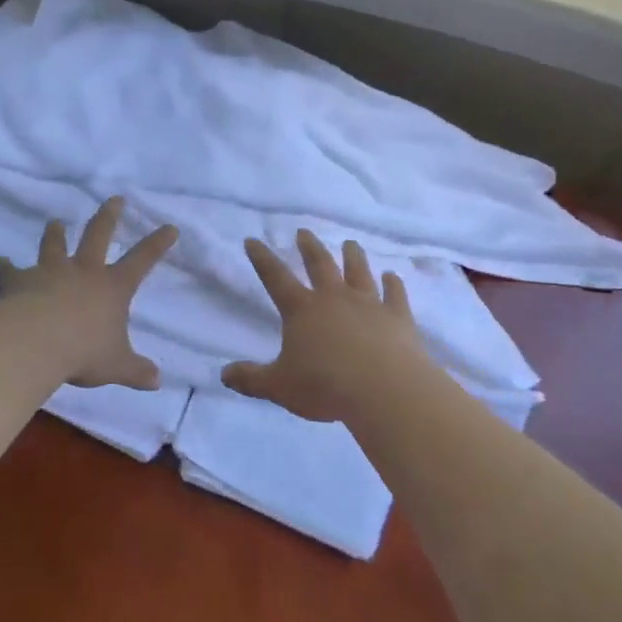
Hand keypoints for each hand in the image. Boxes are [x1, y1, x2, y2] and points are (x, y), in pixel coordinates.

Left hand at [0, 197, 177, 389]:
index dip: (158, 243)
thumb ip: (136, 370)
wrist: (34, 343)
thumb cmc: (83, 352)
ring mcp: (49, 272)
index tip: (170, 227)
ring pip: (54, 245)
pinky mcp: (18, 281)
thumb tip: (157, 381)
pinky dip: (5, 266)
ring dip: (55, 233)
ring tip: (55, 222)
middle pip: (98, 234)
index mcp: (112, 287)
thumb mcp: (116, 366)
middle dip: (108, 215)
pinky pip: (10, 270)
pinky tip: (0, 262)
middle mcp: (83, 271)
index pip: (142, 260)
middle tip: (114, 199)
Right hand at [222, 230, 431, 423]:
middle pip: (320, 265)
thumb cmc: (326, 386)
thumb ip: (252, 379)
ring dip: (353, 256)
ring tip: (350, 243)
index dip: (262, 258)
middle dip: (309, 247)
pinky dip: (393, 284)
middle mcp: (334, 298)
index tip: (252, 240)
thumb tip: (223, 374)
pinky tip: (393, 276)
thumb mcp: (279, 386)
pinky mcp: (398, 317)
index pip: (275, 277)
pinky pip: (395, 295)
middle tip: (304, 231)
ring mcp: (369, 304)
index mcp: (302, 310)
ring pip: (359, 272)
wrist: (385, 390)